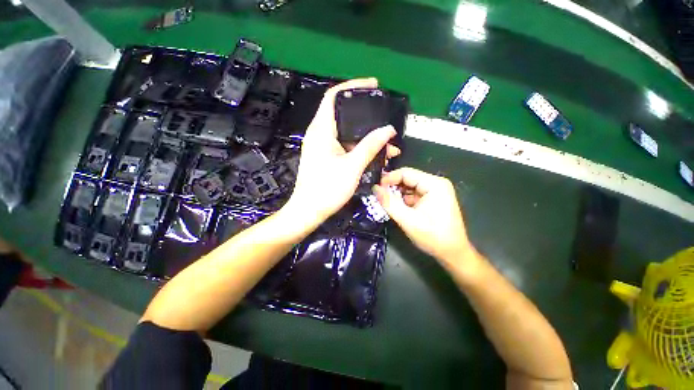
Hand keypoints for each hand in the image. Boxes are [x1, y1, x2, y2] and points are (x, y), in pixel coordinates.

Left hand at [285, 78, 399, 226]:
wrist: (309, 211)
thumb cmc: (327, 189)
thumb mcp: (352, 167)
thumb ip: (370, 146)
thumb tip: (388, 130)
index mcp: (321, 130)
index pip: (334, 96)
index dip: (353, 86)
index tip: (373, 86)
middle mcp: (320, 134)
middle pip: (344, 115)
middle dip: (367, 118)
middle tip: (385, 119)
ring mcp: (323, 146)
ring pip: (347, 134)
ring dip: (367, 138)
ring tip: (388, 146)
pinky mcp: (326, 157)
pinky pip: (345, 146)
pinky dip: (360, 148)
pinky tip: (376, 156)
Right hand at [373, 167, 476, 266]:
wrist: (453, 253)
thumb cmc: (433, 237)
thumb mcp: (407, 220)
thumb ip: (389, 203)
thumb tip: (375, 188)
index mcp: (434, 184)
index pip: (406, 173)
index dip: (389, 179)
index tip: (376, 189)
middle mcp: (436, 184)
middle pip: (408, 179)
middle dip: (393, 187)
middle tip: (379, 196)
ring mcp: (435, 191)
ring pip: (409, 187)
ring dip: (397, 194)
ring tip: (386, 203)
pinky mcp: (432, 199)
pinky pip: (414, 195)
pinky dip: (404, 200)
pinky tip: (397, 208)